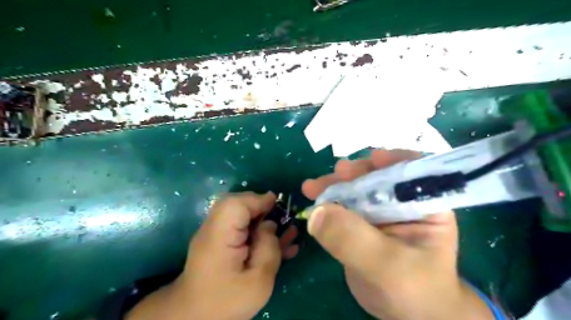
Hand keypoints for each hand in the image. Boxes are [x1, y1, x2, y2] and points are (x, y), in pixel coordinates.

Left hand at [127, 193, 298, 319]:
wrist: (195, 317)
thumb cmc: (226, 302)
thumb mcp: (257, 281)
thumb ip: (268, 249)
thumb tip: (270, 225)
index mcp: (219, 236)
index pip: (236, 204)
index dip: (258, 200)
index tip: (278, 204)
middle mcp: (214, 228)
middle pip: (238, 204)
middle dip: (262, 207)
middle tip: (281, 218)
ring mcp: (216, 234)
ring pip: (241, 214)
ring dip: (263, 219)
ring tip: (285, 230)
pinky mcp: (221, 242)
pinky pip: (241, 227)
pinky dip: (258, 229)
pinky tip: (277, 241)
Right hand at [300, 150, 492, 319]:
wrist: (405, 314)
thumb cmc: (414, 291)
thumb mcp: (387, 267)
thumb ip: (353, 239)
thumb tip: (317, 212)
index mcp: (425, 205)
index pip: (415, 171)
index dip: (395, 161)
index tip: (373, 158)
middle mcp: (402, 202)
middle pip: (378, 176)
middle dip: (355, 173)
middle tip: (336, 173)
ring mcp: (378, 211)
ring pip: (355, 189)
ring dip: (335, 185)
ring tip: (313, 186)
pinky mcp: (360, 222)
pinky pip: (342, 206)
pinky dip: (326, 201)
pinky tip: (312, 197)